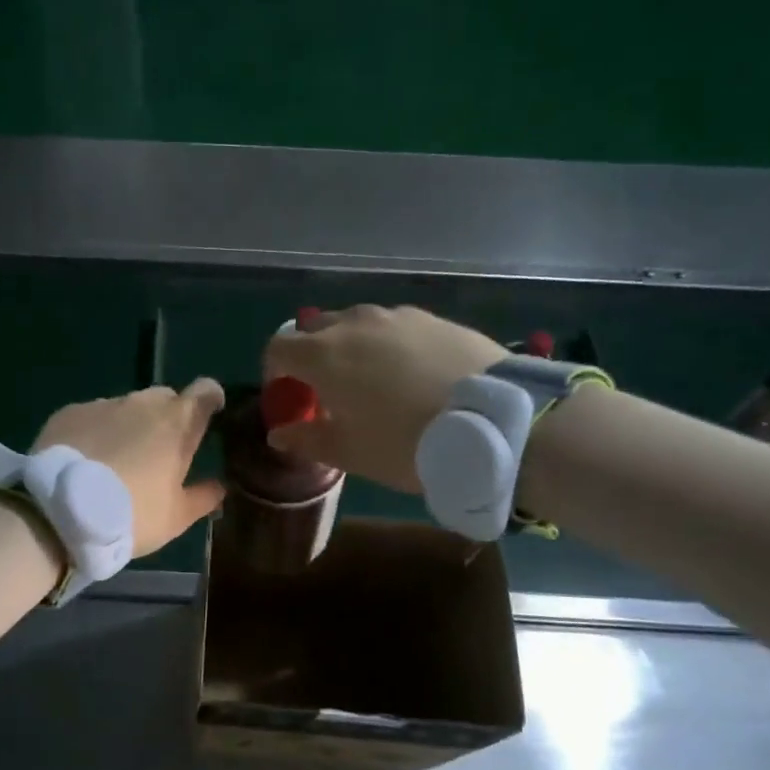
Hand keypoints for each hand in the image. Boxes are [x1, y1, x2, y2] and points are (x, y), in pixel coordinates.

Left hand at [34, 379, 227, 557]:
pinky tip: (86, 459)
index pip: (206, 391)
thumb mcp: (176, 517)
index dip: (210, 399)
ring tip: (117, 459)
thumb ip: (204, 496)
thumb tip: (220, 485)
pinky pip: (93, 415)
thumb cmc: (131, 515)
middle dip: (168, 417)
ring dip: (129, 425)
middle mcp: (143, 403)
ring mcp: (104, 404)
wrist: (61, 513)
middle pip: (165, 398)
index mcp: (177, 424)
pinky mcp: (70, 412)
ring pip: (127, 407)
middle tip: (159, 451)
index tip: (210, 414)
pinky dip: (96, 431)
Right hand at [263, 306, 507, 492]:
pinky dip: (387, 344)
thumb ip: (307, 439)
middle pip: (315, 330)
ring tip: (373, 381)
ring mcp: (396, 316)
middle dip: (312, 356)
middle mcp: (354, 324)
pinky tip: (411, 373)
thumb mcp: (351, 452)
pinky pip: (394, 326)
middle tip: (329, 390)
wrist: (494, 422)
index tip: (290, 397)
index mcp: (323, 355)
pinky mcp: (432, 318)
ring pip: (356, 324)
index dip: (276, 371)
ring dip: (351, 347)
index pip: (278, 347)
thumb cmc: (407, 443)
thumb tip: (280, 434)